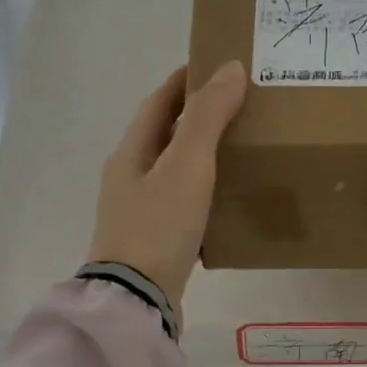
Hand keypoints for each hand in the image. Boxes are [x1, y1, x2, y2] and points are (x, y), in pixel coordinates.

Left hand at [89, 61, 246, 315]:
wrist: (137, 299)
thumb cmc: (158, 226)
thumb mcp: (186, 165)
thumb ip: (208, 117)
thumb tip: (230, 68)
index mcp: (130, 153)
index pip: (158, 103)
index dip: (184, 82)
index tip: (215, 66)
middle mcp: (128, 179)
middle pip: (163, 136)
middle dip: (195, 118)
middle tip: (237, 108)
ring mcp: (137, 213)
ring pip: (172, 172)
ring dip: (199, 156)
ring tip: (238, 150)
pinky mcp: (152, 242)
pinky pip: (179, 205)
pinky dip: (201, 193)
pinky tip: (225, 201)